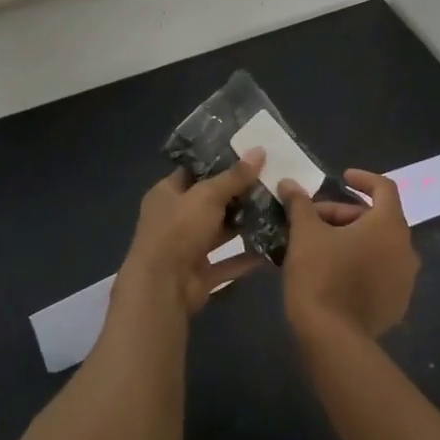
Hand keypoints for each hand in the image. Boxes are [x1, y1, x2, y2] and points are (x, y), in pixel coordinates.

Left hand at [120, 151, 267, 314]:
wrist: (162, 289)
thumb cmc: (178, 231)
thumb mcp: (207, 196)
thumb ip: (234, 177)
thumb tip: (259, 150)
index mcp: (167, 193)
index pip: (194, 170)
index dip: (219, 161)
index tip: (249, 154)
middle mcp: (175, 218)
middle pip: (211, 201)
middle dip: (239, 193)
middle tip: (271, 179)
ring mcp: (188, 247)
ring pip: (221, 231)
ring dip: (246, 223)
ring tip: (277, 208)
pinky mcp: (201, 273)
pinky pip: (229, 261)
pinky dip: (248, 255)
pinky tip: (274, 245)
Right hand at [278, 170, 419, 339]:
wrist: (332, 339)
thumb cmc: (321, 276)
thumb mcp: (305, 234)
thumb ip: (301, 204)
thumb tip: (289, 183)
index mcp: (390, 225)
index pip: (384, 188)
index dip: (363, 179)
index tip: (342, 178)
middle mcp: (406, 248)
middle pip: (378, 218)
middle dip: (346, 213)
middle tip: (314, 219)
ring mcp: (405, 279)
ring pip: (379, 245)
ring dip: (353, 238)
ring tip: (320, 244)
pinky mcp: (397, 304)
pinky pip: (381, 271)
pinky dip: (361, 263)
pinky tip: (334, 271)